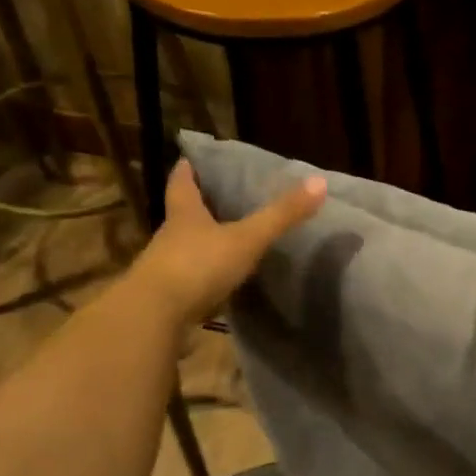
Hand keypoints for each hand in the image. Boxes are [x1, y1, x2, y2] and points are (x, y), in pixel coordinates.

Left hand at [128, 159, 326, 324]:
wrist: (156, 316)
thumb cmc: (198, 265)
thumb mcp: (246, 238)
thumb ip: (281, 215)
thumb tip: (319, 182)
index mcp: (185, 214)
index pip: (182, 183)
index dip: (187, 170)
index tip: (189, 159)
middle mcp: (171, 237)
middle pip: (182, 215)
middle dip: (197, 206)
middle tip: (218, 197)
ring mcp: (168, 269)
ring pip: (186, 248)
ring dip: (202, 243)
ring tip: (226, 239)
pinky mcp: (171, 298)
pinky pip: (191, 280)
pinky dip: (204, 277)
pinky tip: (220, 282)